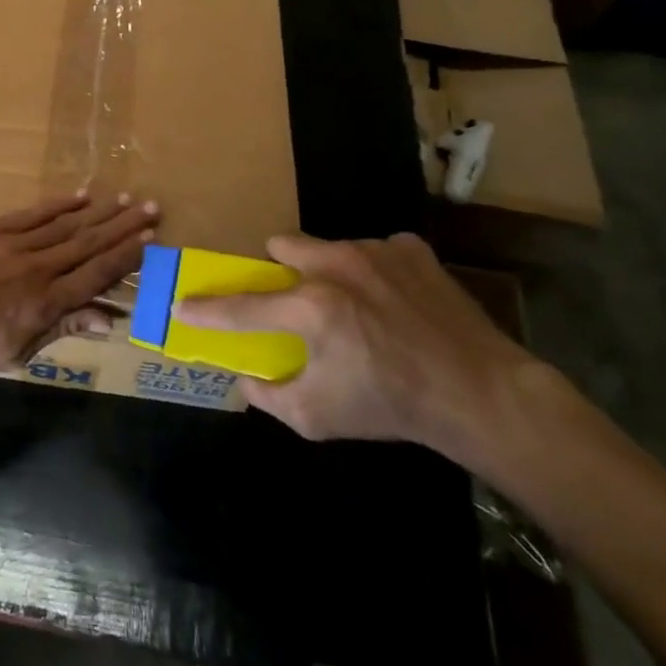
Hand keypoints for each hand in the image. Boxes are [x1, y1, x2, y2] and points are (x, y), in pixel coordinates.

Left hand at [0, 192, 158, 372]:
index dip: (126, 257)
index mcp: (48, 303)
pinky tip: (81, 195)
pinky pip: (34, 214)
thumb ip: (62, 329)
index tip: (151, 239)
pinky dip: (59, 204)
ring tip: (126, 197)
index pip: (97, 275)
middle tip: (151, 207)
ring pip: (67, 225)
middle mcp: (40, 268)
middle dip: (123, 226)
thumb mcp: (17, 352)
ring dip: (99, 211)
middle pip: (89, 243)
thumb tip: (106, 319)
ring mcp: (16, 245)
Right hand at [178, 233, 540, 455]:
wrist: (481, 394)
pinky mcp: (411, 249)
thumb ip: (270, 396)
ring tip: (356, 306)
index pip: (241, 307)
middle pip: (281, 246)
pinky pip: (376, 250)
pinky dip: (375, 272)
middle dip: (280, 272)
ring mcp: (377, 251)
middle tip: (296, 302)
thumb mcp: (319, 418)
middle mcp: (337, 266)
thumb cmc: (392, 406)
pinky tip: (394, 302)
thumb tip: (246, 378)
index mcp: (310, 308)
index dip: (206, 309)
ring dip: (328, 271)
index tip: (183, 306)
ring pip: (329, 246)